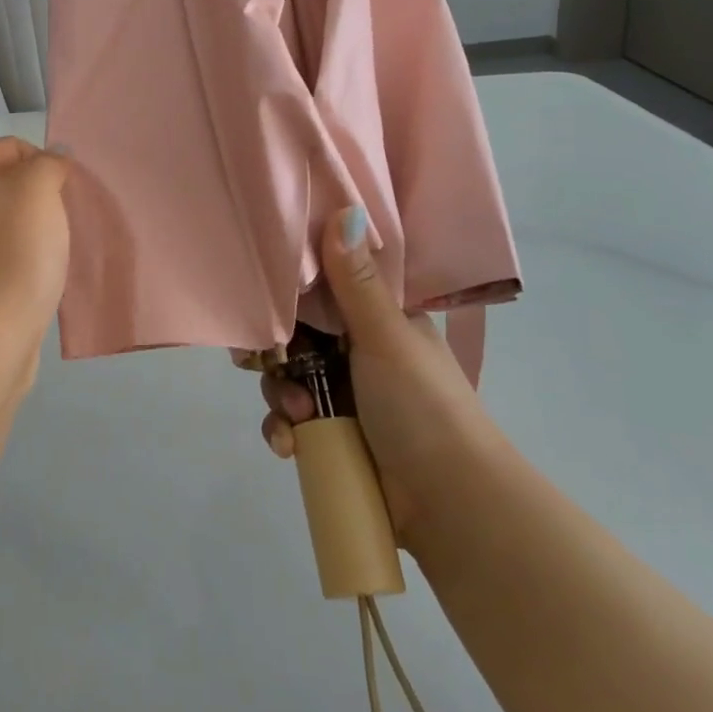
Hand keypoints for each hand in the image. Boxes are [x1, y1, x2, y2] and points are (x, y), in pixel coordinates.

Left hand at [0, 137, 71, 390]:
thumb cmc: (8, 256)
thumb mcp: (37, 190)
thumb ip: (48, 164)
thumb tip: (52, 159)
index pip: (8, 146)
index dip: (44, 160)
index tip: (69, 191)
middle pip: (3, 187)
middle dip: (41, 199)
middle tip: (67, 221)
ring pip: (3, 227)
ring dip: (34, 234)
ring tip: (58, 253)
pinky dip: (22, 266)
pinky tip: (40, 282)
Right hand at [258, 207, 492, 547]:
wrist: (450, 503)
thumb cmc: (422, 405)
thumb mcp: (386, 336)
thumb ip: (356, 280)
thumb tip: (345, 208)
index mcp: (377, 319)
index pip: (321, 290)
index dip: (289, 293)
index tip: (262, 298)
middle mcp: (356, 352)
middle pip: (293, 336)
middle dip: (277, 355)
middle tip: (272, 365)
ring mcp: (343, 397)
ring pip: (285, 380)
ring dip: (281, 397)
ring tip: (300, 418)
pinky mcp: (332, 437)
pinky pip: (288, 424)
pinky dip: (283, 432)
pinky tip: (291, 446)